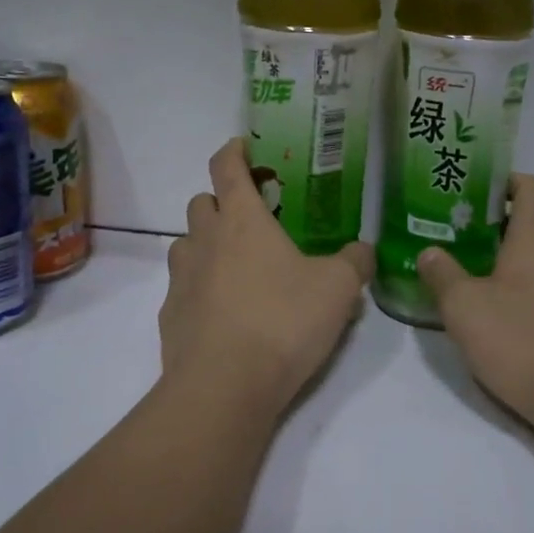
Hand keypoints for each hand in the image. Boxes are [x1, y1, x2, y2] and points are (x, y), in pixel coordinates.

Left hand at [159, 138, 373, 414]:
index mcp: (242, 220)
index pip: (227, 167)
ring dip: (207, 245)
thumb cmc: (283, 321)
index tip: (243, 146)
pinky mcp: (170, 316)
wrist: (225, 385)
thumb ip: (354, 262)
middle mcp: (204, 240)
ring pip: (186, 244)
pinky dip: (200, 289)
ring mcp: (181, 278)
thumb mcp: (338, 289)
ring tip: (237, 268)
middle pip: (201, 202)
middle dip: (221, 201)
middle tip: (251, 219)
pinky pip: (183, 288)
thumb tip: (363, 250)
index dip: (233, 151)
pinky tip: (225, 314)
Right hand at [417, 175, 533, 452]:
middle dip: (508, 218)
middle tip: (468, 234)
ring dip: (519, 256)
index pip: (532, 186)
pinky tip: (506, 315)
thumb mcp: (465, 308)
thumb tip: (429, 251)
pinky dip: (531, 287)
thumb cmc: (524, 342)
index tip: (474, 192)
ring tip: (478, 274)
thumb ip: (443, 275)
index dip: (506, 181)